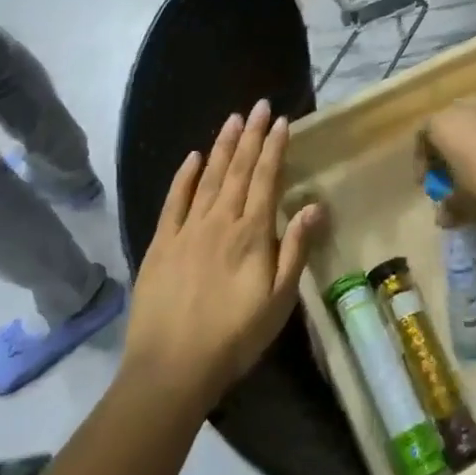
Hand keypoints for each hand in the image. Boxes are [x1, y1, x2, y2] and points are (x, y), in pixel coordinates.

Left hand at [122, 101, 322, 408]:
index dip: (275, 147)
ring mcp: (188, 229)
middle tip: (260, 105)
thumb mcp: (279, 301)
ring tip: (234, 119)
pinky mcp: (161, 243)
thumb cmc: (235, 338)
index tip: (282, 121)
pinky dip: (184, 176)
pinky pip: (174, 201)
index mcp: (251, 233)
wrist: (171, 369)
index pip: (266, 178)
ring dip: (223, 145)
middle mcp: (221, 221)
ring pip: (209, 177)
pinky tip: (193, 157)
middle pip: (239, 169)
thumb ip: (295, 249)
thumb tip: (314, 204)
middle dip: (252, 135)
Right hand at [421, 98, 475, 229]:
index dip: (423, 163)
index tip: (431, 186)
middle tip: (454, 179)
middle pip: (451, 127)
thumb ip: (450, 208)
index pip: (423, 137)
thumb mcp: (464, 206)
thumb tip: (444, 215)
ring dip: (475, 147)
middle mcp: (468, 107)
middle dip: (449, 152)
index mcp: (444, 123)